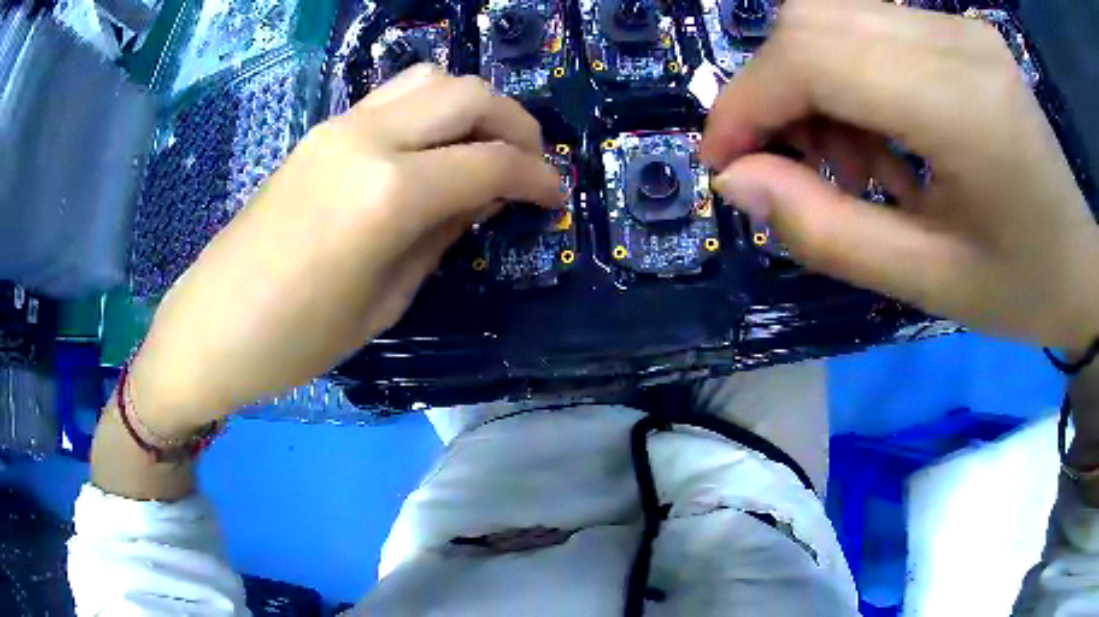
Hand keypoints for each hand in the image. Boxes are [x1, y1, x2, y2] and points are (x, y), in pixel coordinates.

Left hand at [128, 66, 561, 435]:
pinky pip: (393, 96)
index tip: (557, 196)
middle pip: (468, 93)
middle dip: (516, 124)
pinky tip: (433, 147)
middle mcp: (368, 139)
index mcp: (389, 193)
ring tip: (485, 148)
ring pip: (431, 79)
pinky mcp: (320, 131)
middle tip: (531, 164)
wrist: (213, 325)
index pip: (490, 161)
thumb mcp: (385, 302)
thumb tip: (479, 198)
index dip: (537, 176)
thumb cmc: (297, 339)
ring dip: (472, 105)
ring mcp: (339, 126)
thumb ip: (440, 237)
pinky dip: (431, 109)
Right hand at [702, 0, 1098, 351]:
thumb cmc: (1021, 288)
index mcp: (964, 106)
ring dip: (814, 85)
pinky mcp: (957, 28)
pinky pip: (868, 27)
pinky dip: (848, 76)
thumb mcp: (926, 283)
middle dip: (776, 90)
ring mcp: (957, 25)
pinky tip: (882, 132)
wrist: (1078, 261)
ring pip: (833, 17)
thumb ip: (826, 231)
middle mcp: (955, 39)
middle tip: (794, 163)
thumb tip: (737, 181)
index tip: (724, 159)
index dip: (749, 101)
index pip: (815, 57)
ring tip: (853, 160)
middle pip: (813, 20)